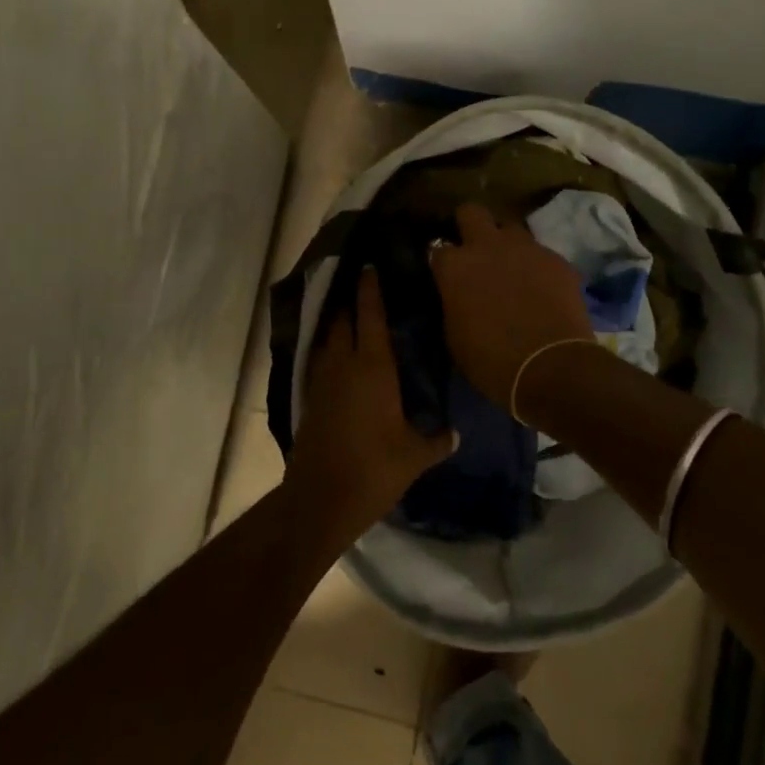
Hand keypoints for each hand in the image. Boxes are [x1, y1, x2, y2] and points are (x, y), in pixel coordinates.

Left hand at [289, 268, 456, 549]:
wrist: (320, 498)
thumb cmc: (374, 469)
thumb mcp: (414, 456)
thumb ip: (436, 440)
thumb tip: (454, 432)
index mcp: (373, 368)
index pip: (370, 316)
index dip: (370, 289)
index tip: (369, 266)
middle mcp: (344, 364)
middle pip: (343, 320)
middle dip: (352, 301)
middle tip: (365, 286)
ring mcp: (322, 380)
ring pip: (328, 339)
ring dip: (338, 324)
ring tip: (353, 316)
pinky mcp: (310, 398)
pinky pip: (321, 361)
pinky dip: (330, 350)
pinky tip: (341, 358)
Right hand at [429, 202, 593, 406]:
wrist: (551, 367)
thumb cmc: (491, 360)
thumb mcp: (455, 334)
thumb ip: (454, 302)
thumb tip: (458, 294)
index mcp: (455, 266)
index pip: (437, 248)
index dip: (442, 261)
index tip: (446, 273)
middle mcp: (487, 246)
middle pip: (472, 212)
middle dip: (470, 225)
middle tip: (474, 249)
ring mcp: (526, 248)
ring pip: (511, 228)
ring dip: (507, 244)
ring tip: (512, 268)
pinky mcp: (557, 259)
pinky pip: (541, 253)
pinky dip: (537, 266)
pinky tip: (542, 288)